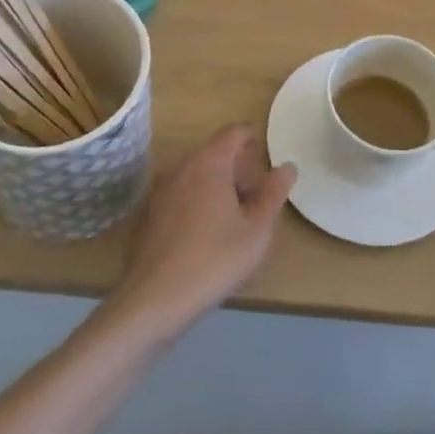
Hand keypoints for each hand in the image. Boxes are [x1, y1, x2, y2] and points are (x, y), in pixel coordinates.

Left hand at [112, 125, 296, 334]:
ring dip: (216, 187)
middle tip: (255, 199)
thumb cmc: (214, 260)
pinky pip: (180, 195)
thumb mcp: (256, 230)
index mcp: (210, 163)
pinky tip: (204, 238)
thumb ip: (273, 194)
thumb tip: (287, 167)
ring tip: (233, 221)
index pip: (234, 132)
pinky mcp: (148, 214)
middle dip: (237, 169)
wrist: (153, 300)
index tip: (265, 160)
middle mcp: (182, 167)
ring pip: (196, 175)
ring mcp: (160, 190)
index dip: (252, 139)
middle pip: (214, 154)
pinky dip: (196, 203)